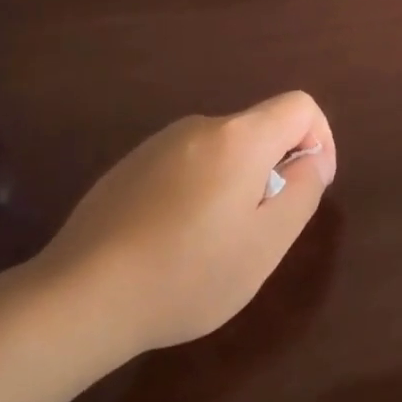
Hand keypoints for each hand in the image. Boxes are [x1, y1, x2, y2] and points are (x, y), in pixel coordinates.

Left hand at [28, 92, 335, 353]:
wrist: (81, 296)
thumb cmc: (188, 273)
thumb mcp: (266, 242)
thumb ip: (304, 190)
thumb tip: (313, 158)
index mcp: (239, 137)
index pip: (300, 106)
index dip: (320, 140)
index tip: (309, 187)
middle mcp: (200, 126)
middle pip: (259, 130)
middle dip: (274, 171)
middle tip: (258, 232)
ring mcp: (159, 144)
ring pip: (223, 151)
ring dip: (235, 184)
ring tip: (213, 245)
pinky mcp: (130, 166)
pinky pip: (187, 165)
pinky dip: (199, 192)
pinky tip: (173, 242)